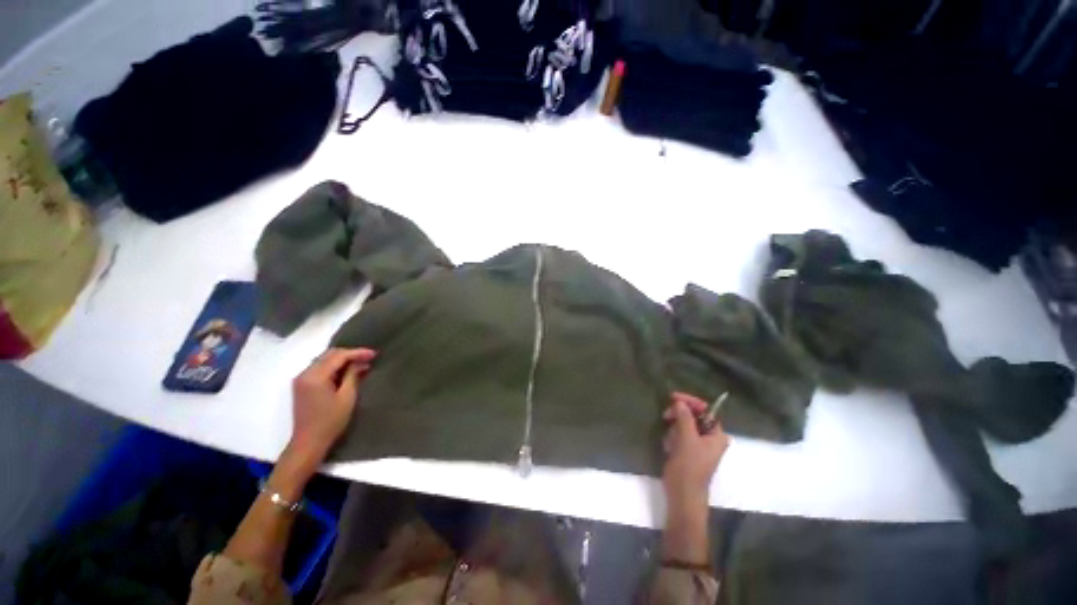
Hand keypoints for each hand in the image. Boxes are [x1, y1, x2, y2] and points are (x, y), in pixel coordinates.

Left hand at [290, 348, 376, 460]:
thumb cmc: (330, 421)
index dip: (357, 353)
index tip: (374, 354)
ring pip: (324, 360)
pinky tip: (347, 372)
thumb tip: (360, 362)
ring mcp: (302, 379)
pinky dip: (334, 367)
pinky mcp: (302, 386)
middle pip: (329, 355)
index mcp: (315, 376)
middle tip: (369, 357)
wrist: (308, 442)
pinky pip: (320, 368)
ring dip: (342, 360)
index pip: (338, 356)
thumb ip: (352, 375)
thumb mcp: (347, 397)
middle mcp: (305, 374)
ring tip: (361, 363)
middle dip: (350, 354)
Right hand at [662, 392, 729, 509]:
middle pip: (695, 416)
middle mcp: (710, 438)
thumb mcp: (687, 439)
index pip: (706, 410)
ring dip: (675, 427)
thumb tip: (679, 402)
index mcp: (717, 435)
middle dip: (680, 415)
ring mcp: (699, 445)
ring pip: (685, 425)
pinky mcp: (688, 451)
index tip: (674, 397)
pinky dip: (673, 436)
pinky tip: (669, 446)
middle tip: (666, 415)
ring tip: (669, 439)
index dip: (691, 402)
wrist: (683, 495)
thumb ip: (685, 418)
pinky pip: (679, 435)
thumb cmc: (689, 467)